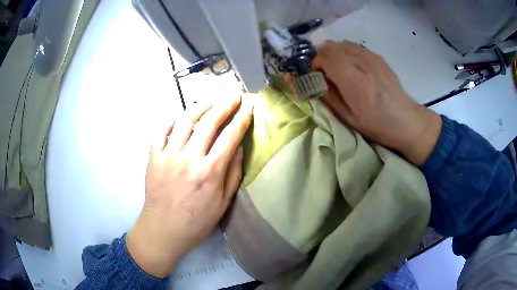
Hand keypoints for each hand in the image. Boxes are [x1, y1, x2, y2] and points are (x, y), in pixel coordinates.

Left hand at [127, 97, 252, 277]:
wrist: (164, 229)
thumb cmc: (197, 221)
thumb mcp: (223, 202)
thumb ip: (233, 173)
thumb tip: (238, 148)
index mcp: (210, 171)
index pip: (230, 137)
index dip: (241, 120)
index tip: (248, 109)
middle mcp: (190, 158)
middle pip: (209, 123)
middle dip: (224, 106)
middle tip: (233, 97)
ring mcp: (169, 155)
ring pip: (185, 121)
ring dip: (200, 107)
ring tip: (210, 101)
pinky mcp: (154, 157)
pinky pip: (161, 130)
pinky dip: (171, 120)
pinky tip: (180, 117)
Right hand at [313, 40, 441, 165]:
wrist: (405, 120)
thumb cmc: (376, 124)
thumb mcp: (348, 118)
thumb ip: (329, 96)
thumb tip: (315, 80)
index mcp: (353, 80)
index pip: (325, 55)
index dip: (315, 63)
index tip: (317, 76)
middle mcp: (361, 62)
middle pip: (331, 46)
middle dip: (322, 56)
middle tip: (326, 73)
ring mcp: (371, 57)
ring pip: (343, 44)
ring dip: (335, 54)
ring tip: (339, 70)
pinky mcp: (378, 57)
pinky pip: (355, 47)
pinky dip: (347, 53)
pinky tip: (354, 68)